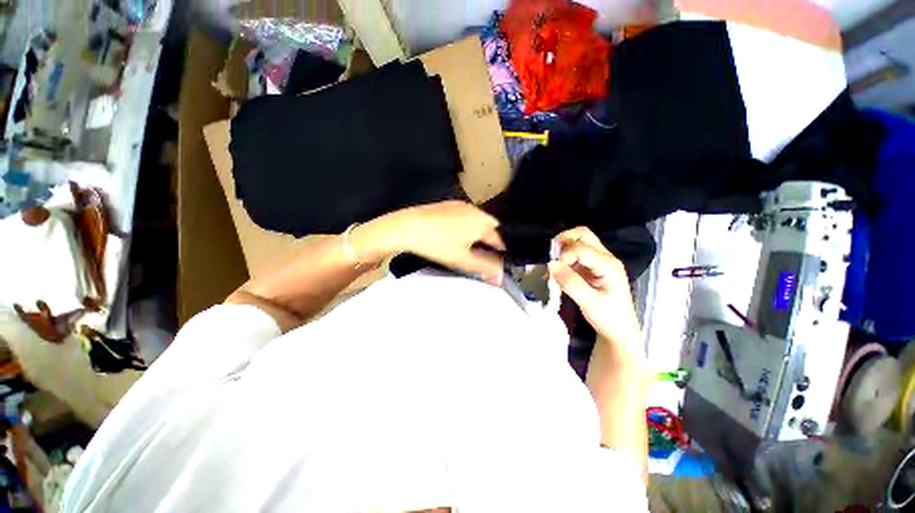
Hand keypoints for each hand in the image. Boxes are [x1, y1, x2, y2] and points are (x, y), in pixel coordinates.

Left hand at [356, 201, 505, 284]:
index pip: (498, 239)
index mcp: (481, 224)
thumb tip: (500, 277)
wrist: (408, 227)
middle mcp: (474, 211)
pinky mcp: (449, 204)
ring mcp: (461, 205)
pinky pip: (466, 214)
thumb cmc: (437, 244)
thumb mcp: (462, 260)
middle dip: (490, 238)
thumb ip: (484, 268)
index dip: (499, 250)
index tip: (498, 259)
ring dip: (478, 230)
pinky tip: (454, 233)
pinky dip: (467, 223)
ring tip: (468, 244)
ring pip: (477, 219)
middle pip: (490, 226)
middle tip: (482, 252)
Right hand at [548, 227, 641, 350]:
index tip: (554, 272)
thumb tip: (551, 264)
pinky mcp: (592, 268)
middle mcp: (605, 258)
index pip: (581, 248)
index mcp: (609, 265)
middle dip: (564, 241)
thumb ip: (570, 282)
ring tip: (554, 265)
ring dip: (563, 249)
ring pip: (579, 242)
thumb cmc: (608, 318)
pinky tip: (558, 272)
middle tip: (551, 257)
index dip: (564, 256)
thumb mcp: (589, 302)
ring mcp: (599, 262)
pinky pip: (576, 254)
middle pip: (583, 235)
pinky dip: (564, 258)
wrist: (620, 332)